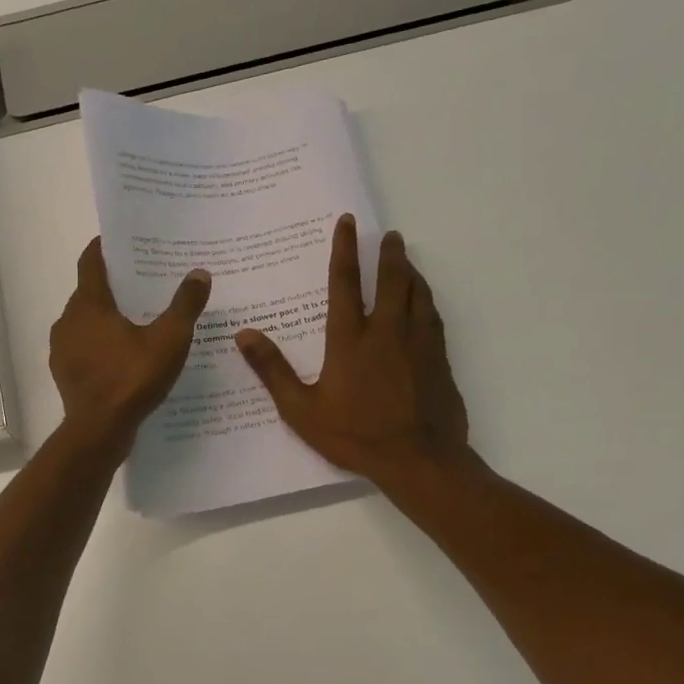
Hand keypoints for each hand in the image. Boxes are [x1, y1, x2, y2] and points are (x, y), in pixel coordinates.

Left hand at [50, 238, 210, 452]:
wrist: (98, 430)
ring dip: (105, 317)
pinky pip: (83, 347)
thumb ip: (184, 305)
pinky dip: (100, 344)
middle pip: (88, 292)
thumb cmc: (132, 378)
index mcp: (89, 304)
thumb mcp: (169, 340)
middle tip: (142, 282)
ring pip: (84, 321)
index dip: (103, 247)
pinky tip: (123, 355)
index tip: (119, 240)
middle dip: (112, 285)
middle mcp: (68, 320)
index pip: (90, 262)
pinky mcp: (65, 373)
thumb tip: (199, 273)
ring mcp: (62, 349)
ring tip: (136, 319)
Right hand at [235, 215, 469, 488]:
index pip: (345, 283)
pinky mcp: (439, 359)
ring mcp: (418, 343)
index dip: (345, 250)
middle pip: (391, 280)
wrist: (419, 460)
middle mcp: (386, 331)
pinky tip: (425, 301)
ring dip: (411, 272)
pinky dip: (427, 299)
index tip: (348, 223)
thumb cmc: (355, 435)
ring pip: (418, 294)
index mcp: (350, 339)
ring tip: (406, 259)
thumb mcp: (301, 409)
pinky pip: (434, 316)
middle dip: (388, 254)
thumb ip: (273, 370)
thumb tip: (243, 334)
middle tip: (389, 234)